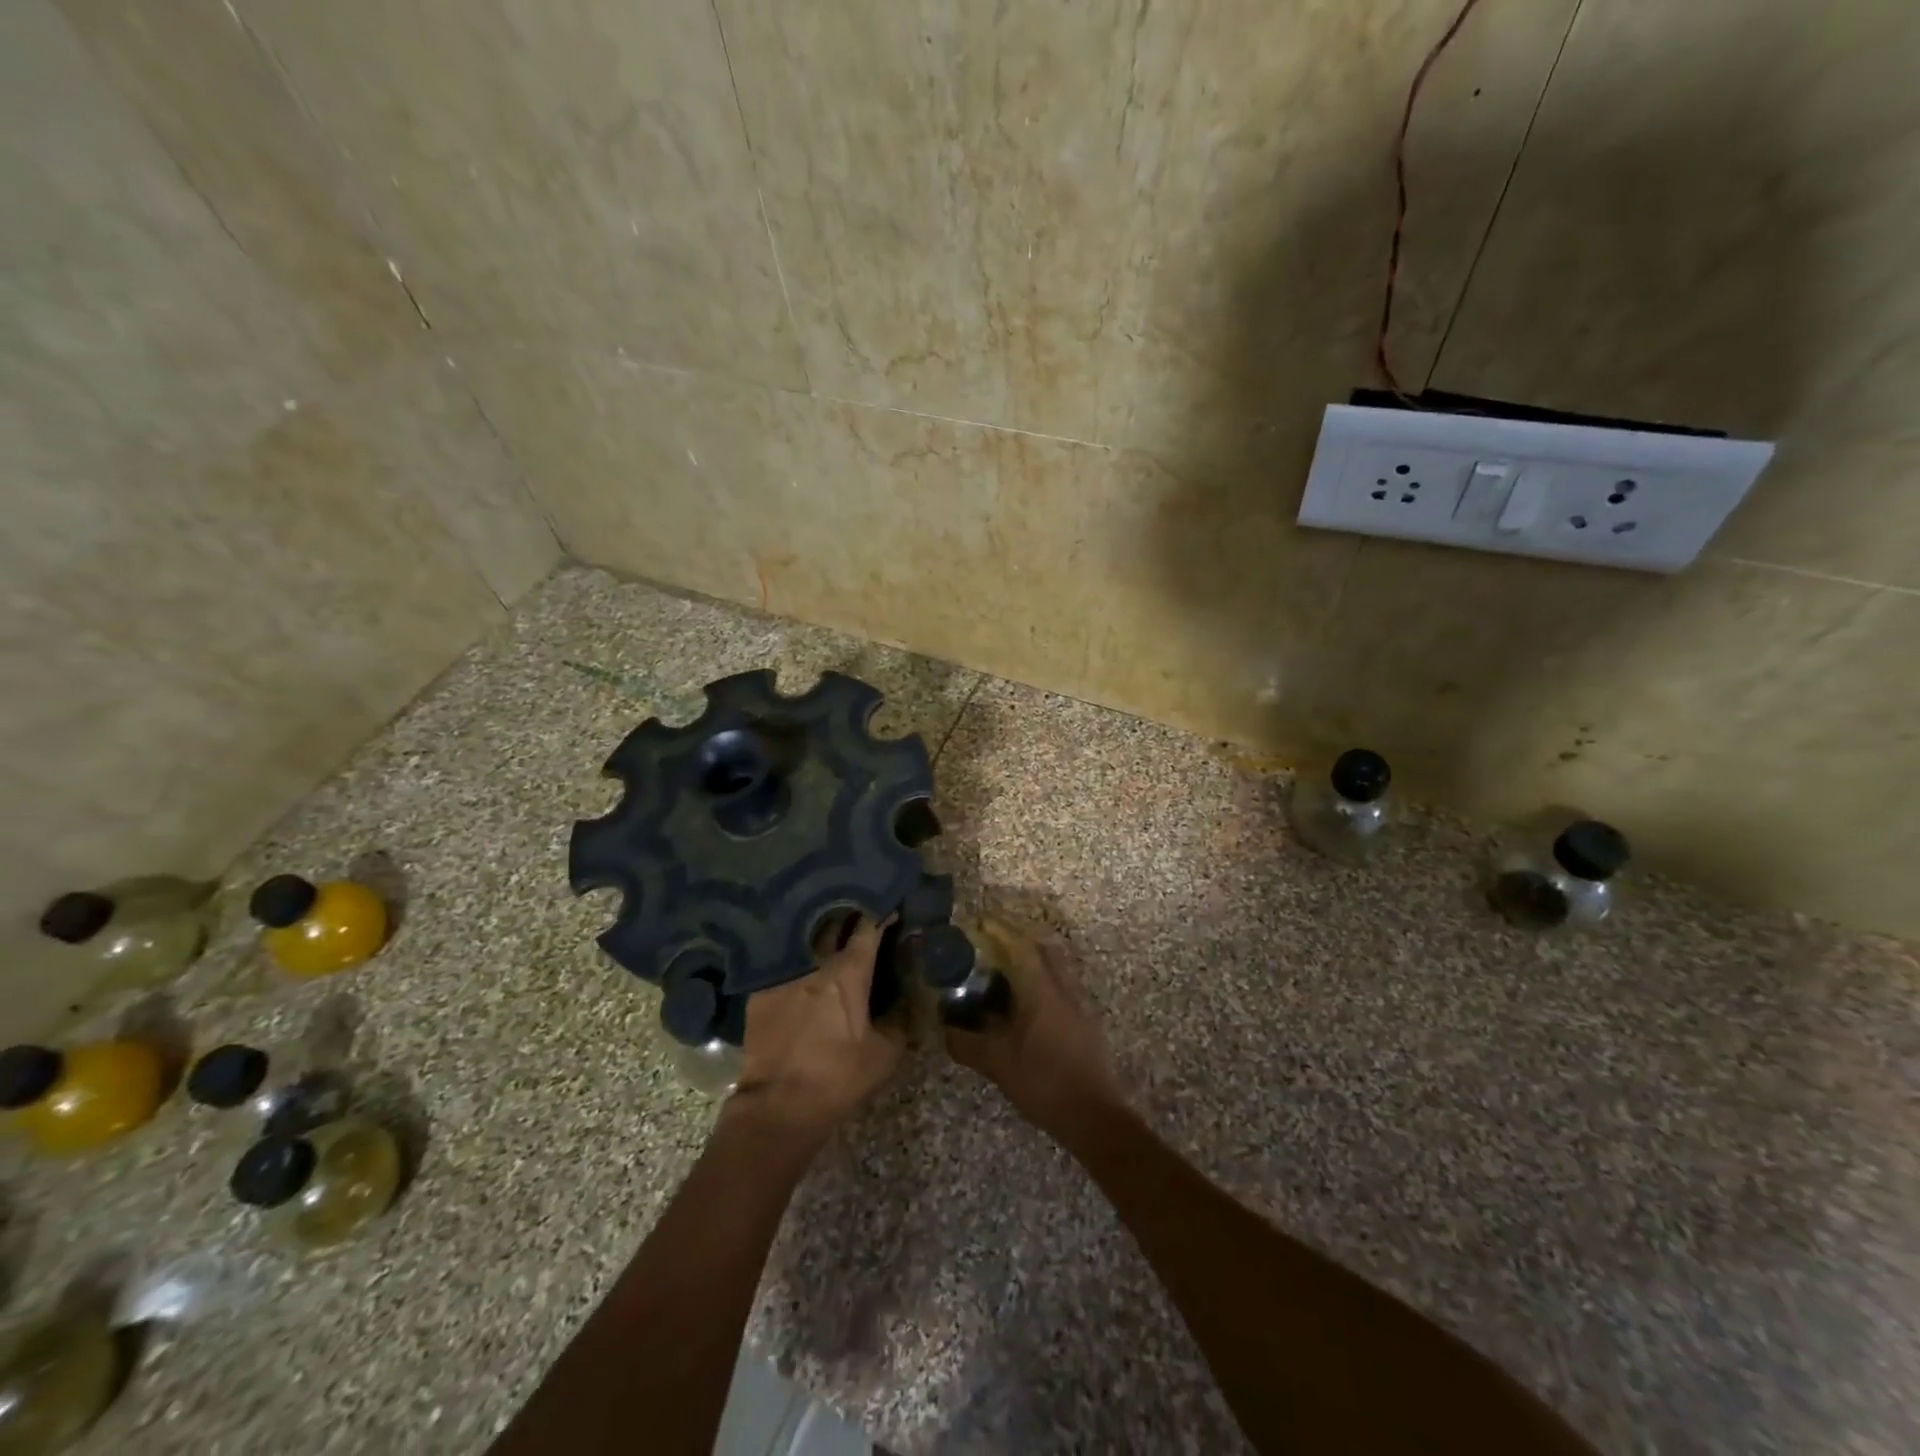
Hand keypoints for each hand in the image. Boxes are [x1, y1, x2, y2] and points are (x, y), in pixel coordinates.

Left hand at [730, 916, 902, 1138]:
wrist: (777, 1105)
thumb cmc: (837, 1078)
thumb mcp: (884, 1054)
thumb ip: (899, 1020)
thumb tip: (911, 998)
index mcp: (849, 973)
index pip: (869, 928)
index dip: (883, 913)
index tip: (893, 907)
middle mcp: (816, 962)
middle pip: (834, 923)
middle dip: (850, 914)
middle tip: (863, 914)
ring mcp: (784, 973)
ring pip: (807, 939)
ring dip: (822, 932)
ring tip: (833, 931)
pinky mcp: (761, 990)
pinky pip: (783, 961)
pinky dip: (797, 956)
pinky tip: (802, 961)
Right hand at [944, 915, 1125, 1136]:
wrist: (1095, 1117)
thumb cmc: (1044, 1082)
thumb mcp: (997, 1064)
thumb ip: (967, 1043)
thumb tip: (944, 1029)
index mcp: (1042, 991)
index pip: (1022, 947)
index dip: (1002, 930)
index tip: (982, 921)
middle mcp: (1064, 990)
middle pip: (1045, 950)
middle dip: (1020, 939)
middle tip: (994, 943)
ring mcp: (1079, 1006)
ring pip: (1057, 968)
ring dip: (1034, 961)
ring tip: (1007, 972)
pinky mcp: (1085, 1024)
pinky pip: (1062, 988)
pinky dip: (1043, 983)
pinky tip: (1026, 1005)